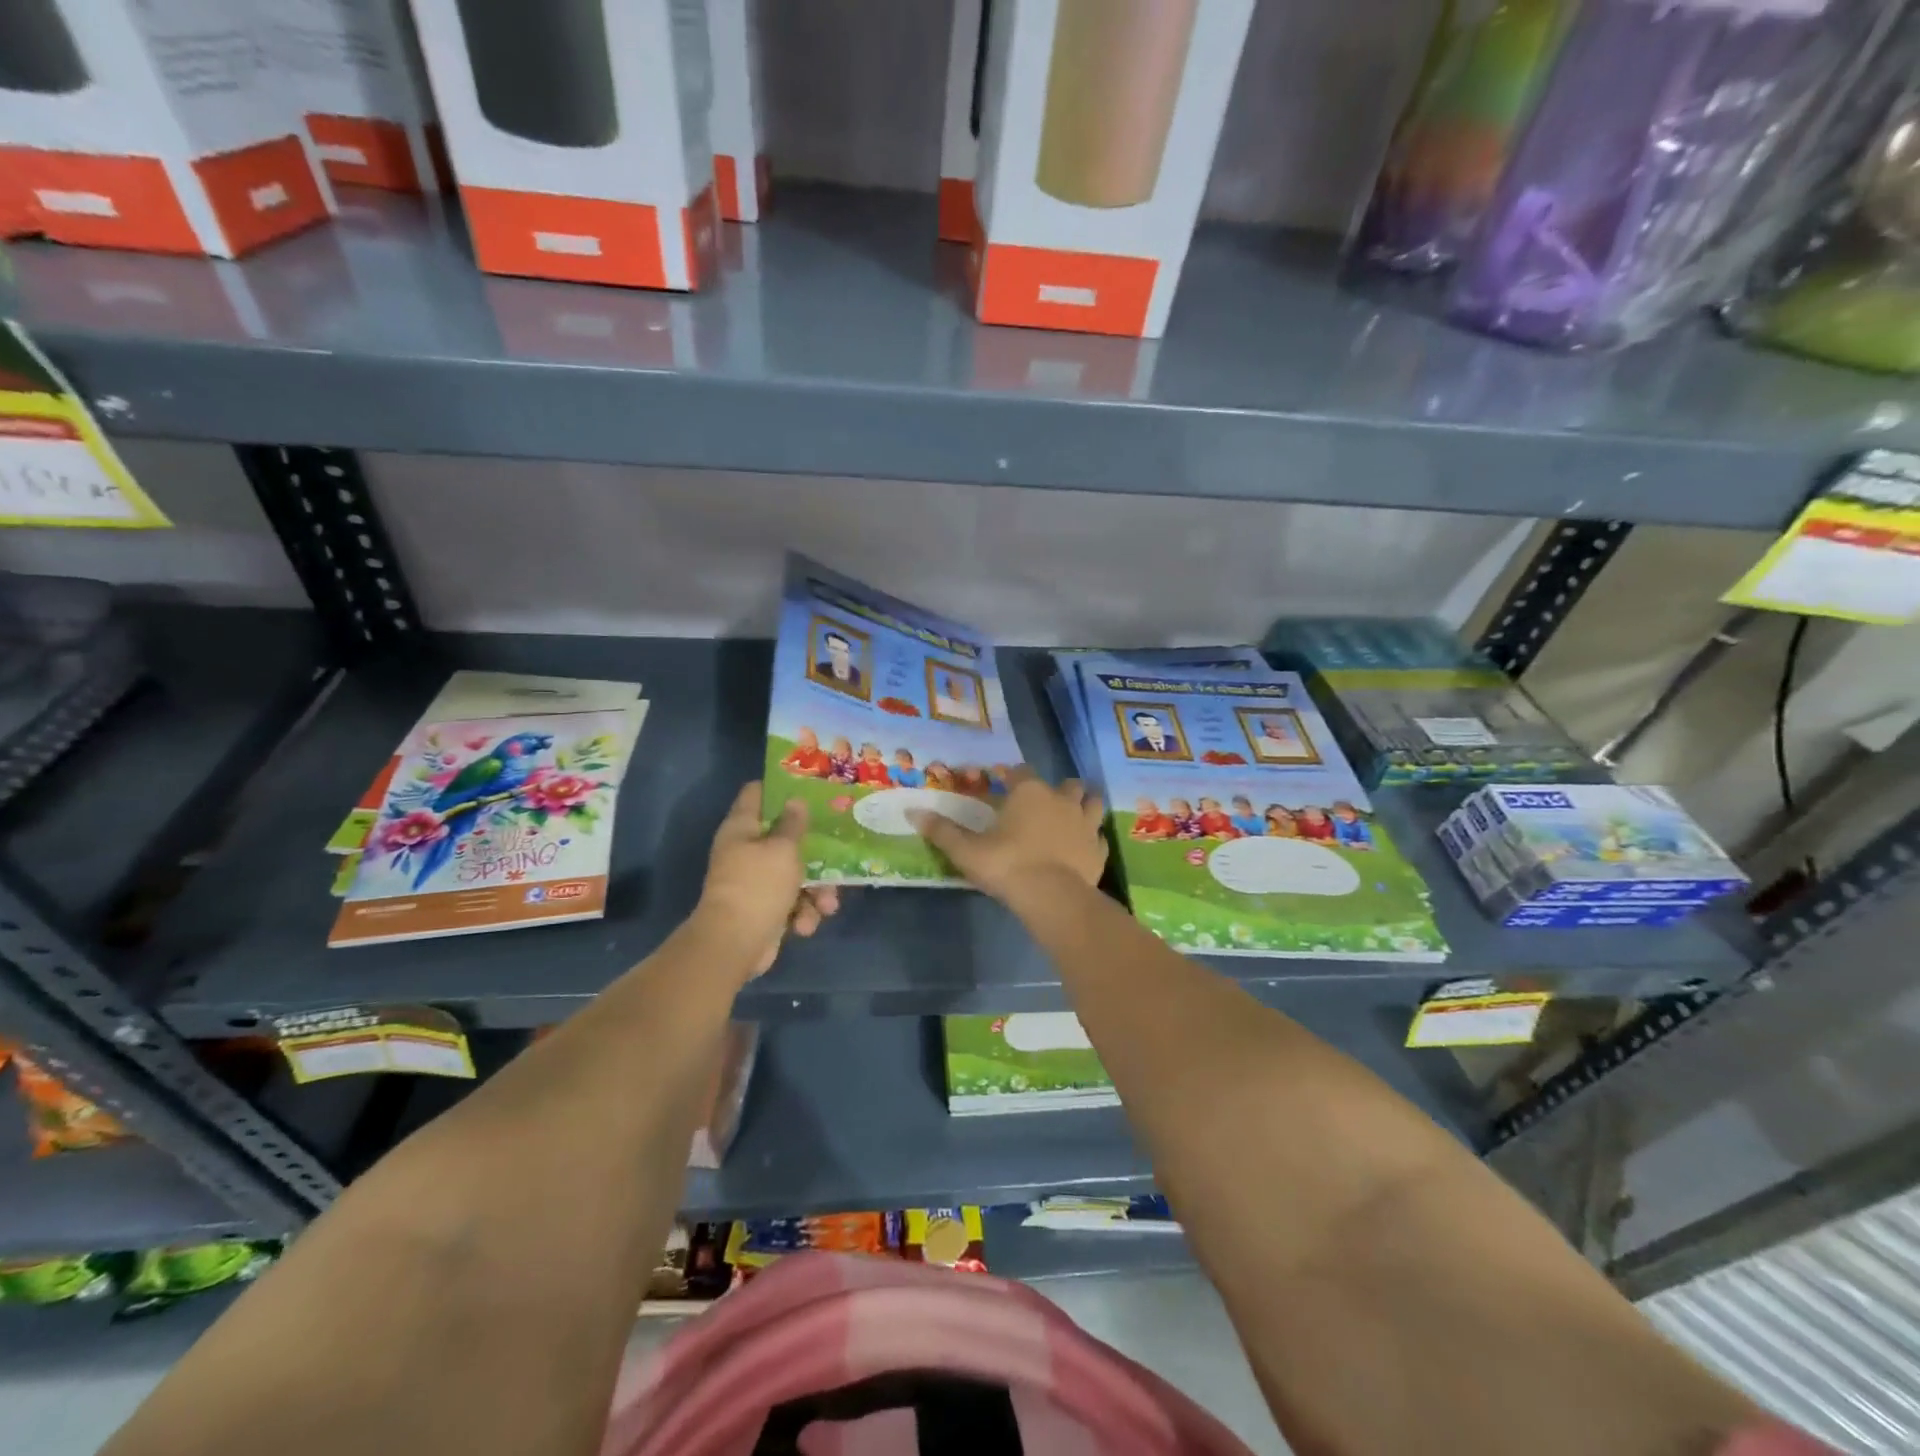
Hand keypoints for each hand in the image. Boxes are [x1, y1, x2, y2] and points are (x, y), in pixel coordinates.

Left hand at [696, 782, 840, 977]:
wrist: (735, 945)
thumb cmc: (759, 886)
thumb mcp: (783, 849)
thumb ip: (793, 824)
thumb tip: (795, 800)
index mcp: (742, 828)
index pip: (756, 793)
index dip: (781, 787)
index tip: (810, 789)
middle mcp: (745, 851)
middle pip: (784, 838)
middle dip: (813, 850)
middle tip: (838, 850)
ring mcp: (754, 882)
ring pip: (795, 875)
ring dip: (816, 891)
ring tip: (827, 905)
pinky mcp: (764, 910)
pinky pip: (791, 903)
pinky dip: (802, 914)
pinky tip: (805, 925)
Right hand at [911, 768, 1106, 900]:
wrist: (1052, 897)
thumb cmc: (1007, 865)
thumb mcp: (966, 850)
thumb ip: (942, 831)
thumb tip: (912, 812)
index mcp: (1029, 792)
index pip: (1020, 771)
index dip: (1011, 775)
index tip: (1002, 782)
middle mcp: (1061, 800)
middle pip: (1067, 783)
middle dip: (1057, 788)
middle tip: (1042, 802)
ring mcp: (1086, 824)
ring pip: (1092, 803)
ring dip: (1083, 805)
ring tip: (1071, 816)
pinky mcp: (1098, 850)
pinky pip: (1099, 838)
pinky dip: (1092, 839)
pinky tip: (1082, 848)